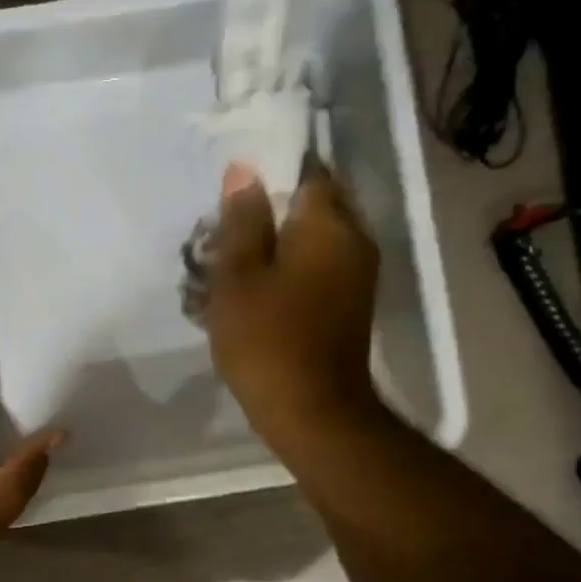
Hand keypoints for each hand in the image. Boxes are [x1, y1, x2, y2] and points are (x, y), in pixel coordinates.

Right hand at [203, 159, 386, 464]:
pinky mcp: (348, 305)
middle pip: (310, 207)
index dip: (270, 173)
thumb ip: (242, 221)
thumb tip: (244, 169)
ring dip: (274, 246)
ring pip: (311, 241)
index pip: (307, 171)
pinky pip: (316, 270)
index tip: (235, 193)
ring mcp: (356, 276)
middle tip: (224, 235)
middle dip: (268, 214)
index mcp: (328, 225)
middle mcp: (353, 241)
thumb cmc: (268, 340)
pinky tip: (253, 293)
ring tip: (231, 267)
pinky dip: (286, 272)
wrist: (313, 412)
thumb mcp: (239, 277)